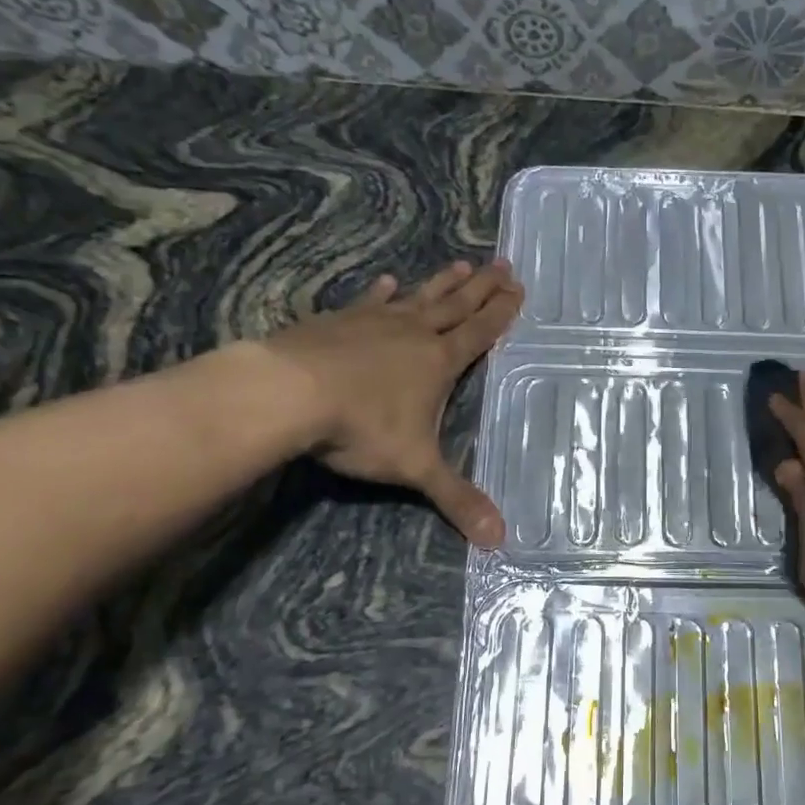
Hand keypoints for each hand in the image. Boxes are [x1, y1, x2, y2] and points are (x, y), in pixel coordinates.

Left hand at [262, 260, 521, 544]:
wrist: (287, 394)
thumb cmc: (361, 427)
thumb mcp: (416, 468)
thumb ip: (457, 499)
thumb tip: (500, 540)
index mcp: (439, 361)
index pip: (480, 332)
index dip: (501, 312)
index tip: (518, 288)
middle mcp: (413, 333)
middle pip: (456, 305)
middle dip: (482, 287)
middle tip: (503, 264)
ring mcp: (374, 322)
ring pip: (418, 297)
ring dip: (442, 283)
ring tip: (462, 263)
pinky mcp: (338, 321)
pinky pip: (368, 302)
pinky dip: (381, 292)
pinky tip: (387, 282)